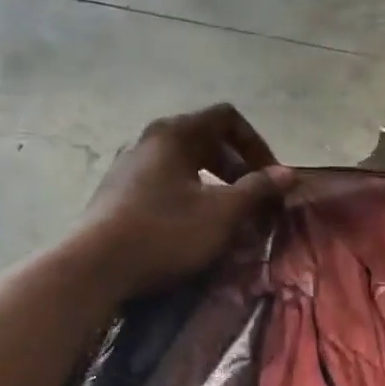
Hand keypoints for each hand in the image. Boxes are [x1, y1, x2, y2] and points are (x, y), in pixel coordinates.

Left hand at [84, 104, 291, 296]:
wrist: (96, 267)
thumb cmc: (166, 232)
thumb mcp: (222, 213)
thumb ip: (257, 189)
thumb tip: (288, 174)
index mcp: (175, 134)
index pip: (226, 118)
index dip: (256, 144)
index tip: (270, 177)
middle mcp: (150, 141)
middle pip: (205, 139)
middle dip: (238, 167)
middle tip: (255, 199)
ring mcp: (129, 167)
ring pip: (185, 164)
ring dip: (215, 184)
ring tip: (229, 215)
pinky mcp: (118, 194)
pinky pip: (166, 183)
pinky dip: (190, 196)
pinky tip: (194, 227)